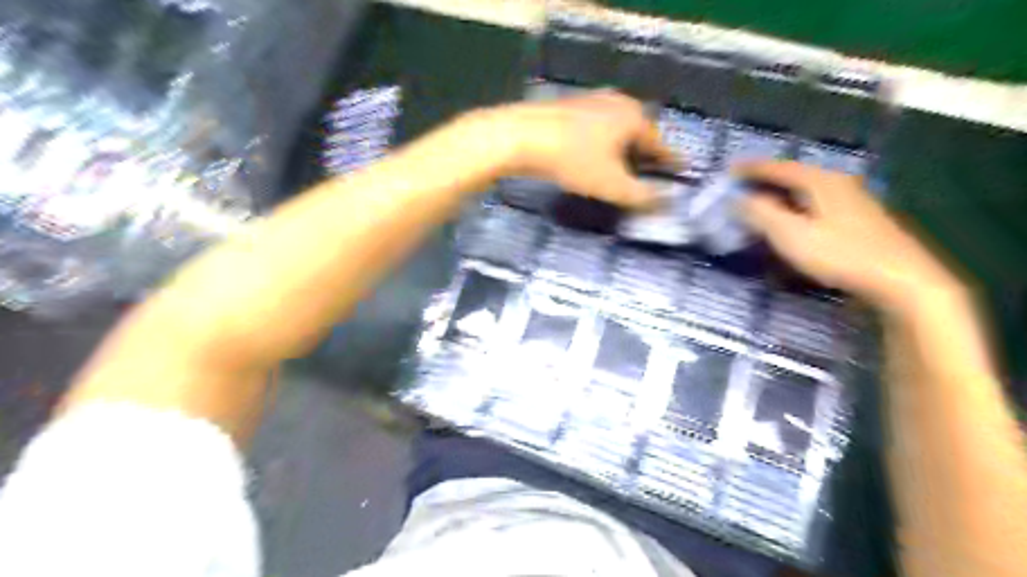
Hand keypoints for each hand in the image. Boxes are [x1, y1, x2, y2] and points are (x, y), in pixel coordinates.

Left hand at [471, 92, 674, 209]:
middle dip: (646, 155)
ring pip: (616, 129)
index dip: (671, 161)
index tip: (682, 171)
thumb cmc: (572, 160)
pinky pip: (596, 128)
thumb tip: (667, 203)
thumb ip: (641, 196)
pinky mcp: (569, 108)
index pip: (661, 144)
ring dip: (623, 149)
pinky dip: (602, 144)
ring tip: (622, 169)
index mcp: (633, 118)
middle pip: (639, 133)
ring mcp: (590, 101)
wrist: (520, 137)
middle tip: (651, 174)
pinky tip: (593, 156)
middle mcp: (617, 103)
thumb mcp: (611, 185)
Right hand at [734, 159, 959, 312]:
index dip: (752, 168)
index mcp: (820, 181)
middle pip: (794, 174)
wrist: (900, 279)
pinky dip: (795, 204)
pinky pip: (816, 202)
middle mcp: (837, 183)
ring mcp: (851, 200)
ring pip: (806, 189)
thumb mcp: (791, 235)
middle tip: (740, 185)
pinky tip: (792, 217)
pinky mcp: (858, 218)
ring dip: (780, 192)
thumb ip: (761, 214)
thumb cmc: (840, 254)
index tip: (728, 169)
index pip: (778, 167)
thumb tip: (736, 199)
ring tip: (760, 200)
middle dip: (765, 178)